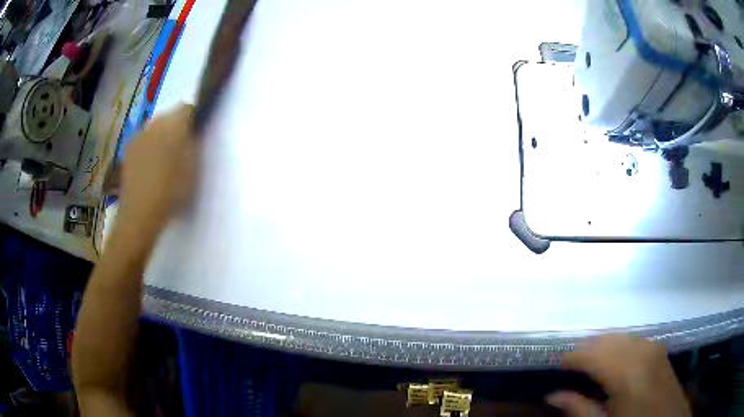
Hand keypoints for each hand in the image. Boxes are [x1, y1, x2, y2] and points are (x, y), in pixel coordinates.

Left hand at [118, 104, 197, 232]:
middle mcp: (153, 124)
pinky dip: (148, 150)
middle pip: (168, 117)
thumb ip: (193, 144)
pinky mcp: (128, 151)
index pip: (186, 108)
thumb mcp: (193, 167)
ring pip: (154, 130)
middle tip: (180, 152)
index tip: (194, 138)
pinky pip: (143, 142)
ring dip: (160, 139)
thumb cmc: (171, 191)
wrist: (140, 213)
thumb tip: (192, 132)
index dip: (193, 120)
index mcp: (172, 124)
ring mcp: (137, 137)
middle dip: (175, 129)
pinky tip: (149, 170)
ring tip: (163, 163)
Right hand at [547, 335, 690, 416]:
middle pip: (606, 339)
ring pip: (620, 336)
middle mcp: (641, 351)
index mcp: (627, 373)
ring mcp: (653, 347)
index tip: (555, 363)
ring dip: (601, 346)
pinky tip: (612, 360)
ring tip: (587, 363)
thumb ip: (579, 409)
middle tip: (568, 366)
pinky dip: (617, 346)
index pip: (592, 354)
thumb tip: (552, 395)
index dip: (571, 357)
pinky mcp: (659, 349)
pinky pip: (633, 340)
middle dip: (585, 349)